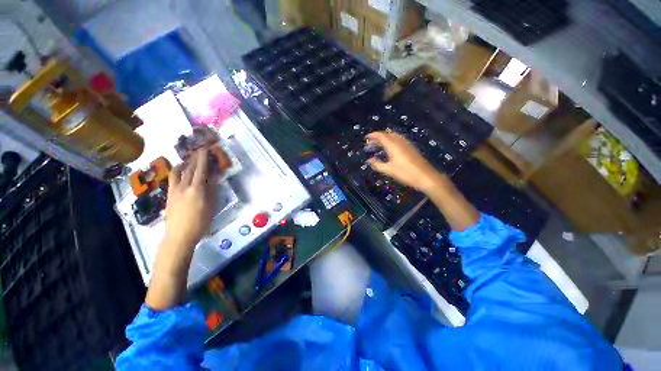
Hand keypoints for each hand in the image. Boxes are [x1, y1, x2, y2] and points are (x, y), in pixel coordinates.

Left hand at [163, 148, 217, 250]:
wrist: (179, 236)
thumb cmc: (200, 222)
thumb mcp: (211, 206)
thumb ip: (212, 190)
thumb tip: (215, 177)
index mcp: (197, 189)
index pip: (201, 170)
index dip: (203, 158)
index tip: (205, 148)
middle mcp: (184, 186)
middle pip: (189, 169)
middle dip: (195, 159)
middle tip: (199, 151)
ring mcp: (174, 190)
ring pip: (178, 172)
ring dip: (184, 164)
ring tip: (189, 160)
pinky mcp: (169, 195)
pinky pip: (173, 179)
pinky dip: (177, 172)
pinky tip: (181, 173)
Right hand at [366, 131, 439, 191]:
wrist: (425, 176)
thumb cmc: (406, 173)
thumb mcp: (389, 170)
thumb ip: (378, 164)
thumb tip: (369, 160)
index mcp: (393, 146)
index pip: (382, 136)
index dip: (373, 135)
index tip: (366, 137)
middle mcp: (400, 142)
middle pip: (388, 134)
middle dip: (379, 135)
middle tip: (371, 141)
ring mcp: (407, 144)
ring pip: (394, 136)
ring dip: (386, 137)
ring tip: (379, 143)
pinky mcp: (411, 148)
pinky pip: (399, 139)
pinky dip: (392, 140)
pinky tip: (390, 148)